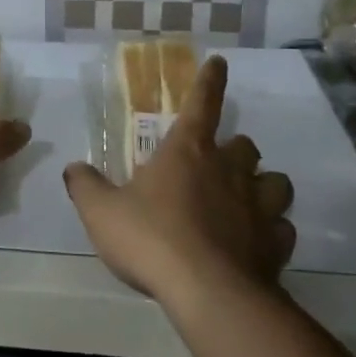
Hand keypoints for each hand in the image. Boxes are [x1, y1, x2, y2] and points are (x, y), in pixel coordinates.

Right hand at [65, 55, 295, 303]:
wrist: (208, 294)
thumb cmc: (151, 240)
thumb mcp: (101, 212)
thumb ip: (86, 186)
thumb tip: (73, 168)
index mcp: (188, 152)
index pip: (202, 103)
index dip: (210, 81)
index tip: (220, 62)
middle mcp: (229, 170)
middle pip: (245, 145)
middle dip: (234, 150)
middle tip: (217, 166)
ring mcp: (258, 207)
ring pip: (276, 182)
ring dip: (263, 187)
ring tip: (247, 201)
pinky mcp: (276, 245)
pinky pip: (282, 229)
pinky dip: (272, 232)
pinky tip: (257, 244)